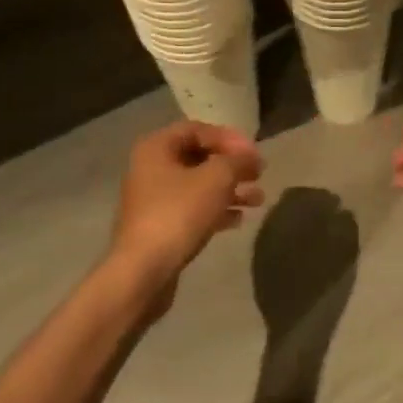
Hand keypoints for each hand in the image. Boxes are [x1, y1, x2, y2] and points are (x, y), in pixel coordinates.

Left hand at [109, 122, 264, 299]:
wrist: (143, 272)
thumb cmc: (178, 214)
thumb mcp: (216, 179)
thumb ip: (237, 161)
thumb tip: (251, 156)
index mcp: (157, 148)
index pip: (198, 129)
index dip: (229, 138)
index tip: (253, 153)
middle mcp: (151, 169)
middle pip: (199, 158)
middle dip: (232, 166)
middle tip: (259, 174)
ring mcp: (154, 200)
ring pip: (199, 186)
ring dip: (230, 189)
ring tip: (259, 199)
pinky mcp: (160, 227)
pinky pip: (193, 209)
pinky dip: (216, 210)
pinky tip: (239, 219)